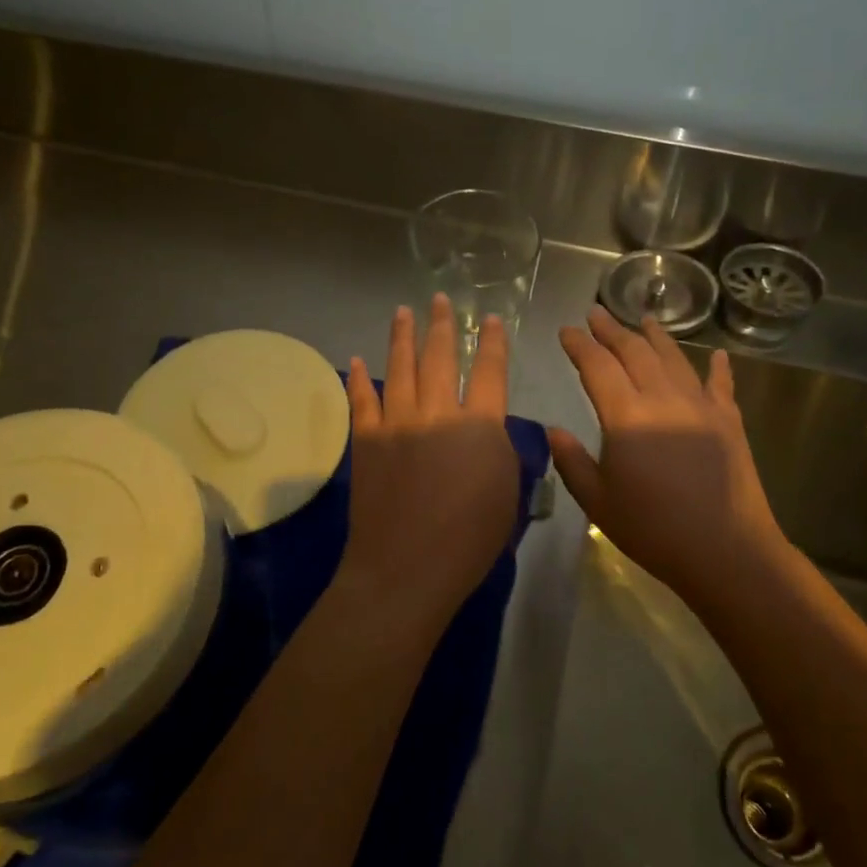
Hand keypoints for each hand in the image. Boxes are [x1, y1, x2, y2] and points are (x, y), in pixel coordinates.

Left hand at [340, 296, 519, 629]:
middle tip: (440, 300)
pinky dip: (360, 377)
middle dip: (442, 325)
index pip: (490, 372)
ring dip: (403, 336)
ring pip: (401, 367)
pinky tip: (359, 359)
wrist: (406, 566)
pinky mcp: (366, 439)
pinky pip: (362, 399)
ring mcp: (397, 422)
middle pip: (441, 357)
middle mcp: (438, 412)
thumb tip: (489, 430)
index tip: (490, 319)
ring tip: (404, 311)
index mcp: (479, 425)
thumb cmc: (468, 539)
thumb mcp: (507, 494)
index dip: (492, 342)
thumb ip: (500, 452)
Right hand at [551, 306, 785, 606]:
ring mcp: (701, 406)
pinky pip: (721, 384)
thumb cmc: (653, 529)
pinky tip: (717, 354)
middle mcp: (663, 398)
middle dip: (612, 330)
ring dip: (655, 336)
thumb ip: (571, 461)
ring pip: (674, 358)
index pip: (597, 366)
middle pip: (634, 351)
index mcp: (626, 416)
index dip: (579, 345)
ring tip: (643, 319)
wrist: (726, 550)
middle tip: (596, 313)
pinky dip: (718, 367)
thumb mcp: (598, 502)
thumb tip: (553, 430)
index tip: (566, 330)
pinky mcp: (729, 421)